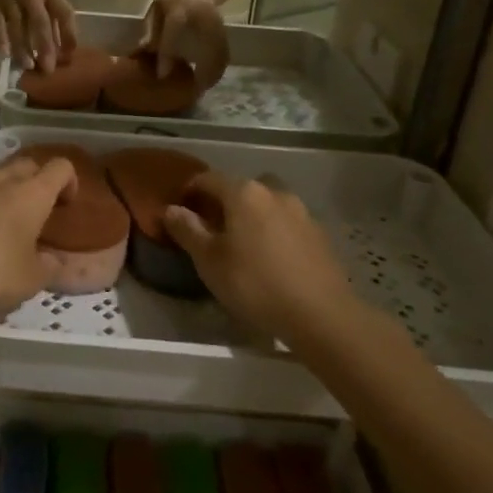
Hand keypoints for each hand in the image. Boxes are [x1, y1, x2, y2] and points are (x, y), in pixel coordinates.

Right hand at [0, 0, 77, 69]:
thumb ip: (55, 18)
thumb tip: (65, 50)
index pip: (64, 13)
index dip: (69, 34)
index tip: (70, 55)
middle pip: (40, 21)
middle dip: (45, 46)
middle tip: (48, 68)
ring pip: (17, 25)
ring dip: (23, 47)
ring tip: (28, 65)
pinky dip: (1, 37)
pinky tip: (5, 53)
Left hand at [0, 153, 76, 315]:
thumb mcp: (30, 279)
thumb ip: (48, 268)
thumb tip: (54, 261)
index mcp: (33, 193)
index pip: (61, 167)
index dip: (70, 181)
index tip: (67, 205)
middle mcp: (4, 179)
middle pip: (29, 164)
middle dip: (38, 181)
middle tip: (40, 210)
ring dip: (8, 191)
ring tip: (7, 223)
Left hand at [141, 0, 230, 85]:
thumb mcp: (157, 8)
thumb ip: (150, 28)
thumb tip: (139, 52)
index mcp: (180, 6)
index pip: (173, 31)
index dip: (167, 53)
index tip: (162, 75)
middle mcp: (202, 14)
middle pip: (204, 45)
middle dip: (200, 70)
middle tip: (191, 89)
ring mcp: (217, 22)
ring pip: (219, 52)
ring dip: (213, 73)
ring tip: (202, 89)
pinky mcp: (225, 30)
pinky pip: (224, 53)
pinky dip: (219, 68)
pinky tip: (211, 80)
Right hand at [162, 170, 354, 340]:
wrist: (321, 314)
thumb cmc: (255, 284)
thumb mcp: (210, 261)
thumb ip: (188, 230)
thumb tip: (171, 209)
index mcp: (243, 193)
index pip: (208, 179)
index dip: (190, 191)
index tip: (180, 210)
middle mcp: (273, 192)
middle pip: (241, 188)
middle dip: (224, 202)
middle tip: (212, 229)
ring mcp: (301, 211)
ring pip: (267, 204)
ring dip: (252, 215)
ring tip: (243, 244)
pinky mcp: (319, 233)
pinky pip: (286, 222)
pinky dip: (273, 231)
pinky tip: (271, 258)